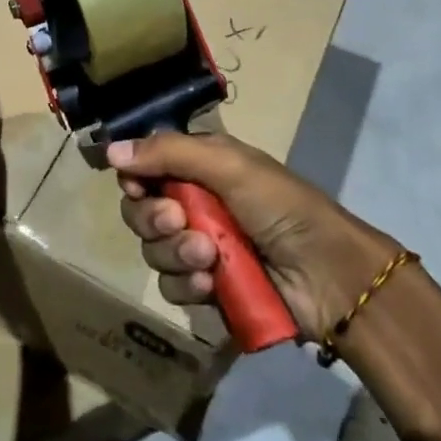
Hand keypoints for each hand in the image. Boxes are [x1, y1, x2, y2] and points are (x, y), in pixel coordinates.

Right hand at [108, 132, 400, 341]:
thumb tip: (110, 151)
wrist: (330, 274)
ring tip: (208, 256)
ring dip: (174, 253)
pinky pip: (172, 287)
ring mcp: (199, 249)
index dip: (134, 179)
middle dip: (153, 218)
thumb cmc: (281, 206)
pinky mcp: (207, 289)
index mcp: (199, 168)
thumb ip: (168, 153)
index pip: (144, 169)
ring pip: (153, 251)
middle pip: (140, 211)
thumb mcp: (228, 166)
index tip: (136, 187)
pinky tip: (209, 284)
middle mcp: (193, 205)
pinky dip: (186, 285)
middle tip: (178, 221)